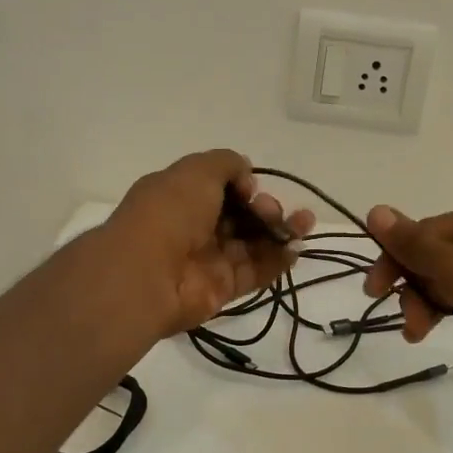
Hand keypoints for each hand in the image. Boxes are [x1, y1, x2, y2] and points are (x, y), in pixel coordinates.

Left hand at [105, 150, 315, 337]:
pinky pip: (256, 271)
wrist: (147, 275)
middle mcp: (194, 227)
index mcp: (180, 196)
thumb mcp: (197, 170)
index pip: (220, 188)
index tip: (250, 187)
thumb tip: (246, 177)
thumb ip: (227, 164)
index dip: (242, 184)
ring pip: (253, 243)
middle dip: (264, 208)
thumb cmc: (169, 214)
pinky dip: (278, 260)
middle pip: (241, 216)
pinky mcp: (223, 288)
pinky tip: (296, 247)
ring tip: (305, 222)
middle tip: (269, 210)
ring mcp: (209, 260)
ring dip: (281, 231)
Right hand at [362, 199, 452, 397]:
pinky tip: (434, 328)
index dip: (396, 260)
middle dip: (414, 288)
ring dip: (427, 303)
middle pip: (436, 255)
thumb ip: (413, 243)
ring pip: (449, 278)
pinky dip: (449, 308)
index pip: (426, 231)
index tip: (373, 291)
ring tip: (417, 334)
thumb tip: (375, 211)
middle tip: (406, 321)